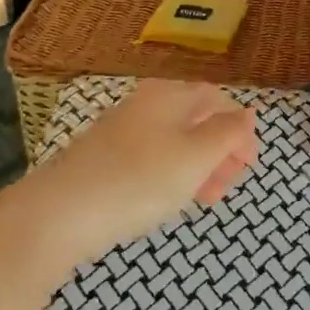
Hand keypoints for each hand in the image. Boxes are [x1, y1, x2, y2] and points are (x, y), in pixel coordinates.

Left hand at [19, 80, 256, 269]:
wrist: (58, 214)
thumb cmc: (140, 179)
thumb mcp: (197, 156)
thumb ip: (228, 132)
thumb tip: (248, 113)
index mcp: (170, 95)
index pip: (216, 98)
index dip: (239, 127)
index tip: (251, 163)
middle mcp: (145, 104)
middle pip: (195, 119)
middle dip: (220, 149)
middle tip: (233, 182)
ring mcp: (120, 132)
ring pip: (173, 142)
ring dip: (199, 166)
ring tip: (210, 199)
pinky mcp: (102, 160)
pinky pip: (150, 159)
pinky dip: (171, 176)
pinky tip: (172, 200)